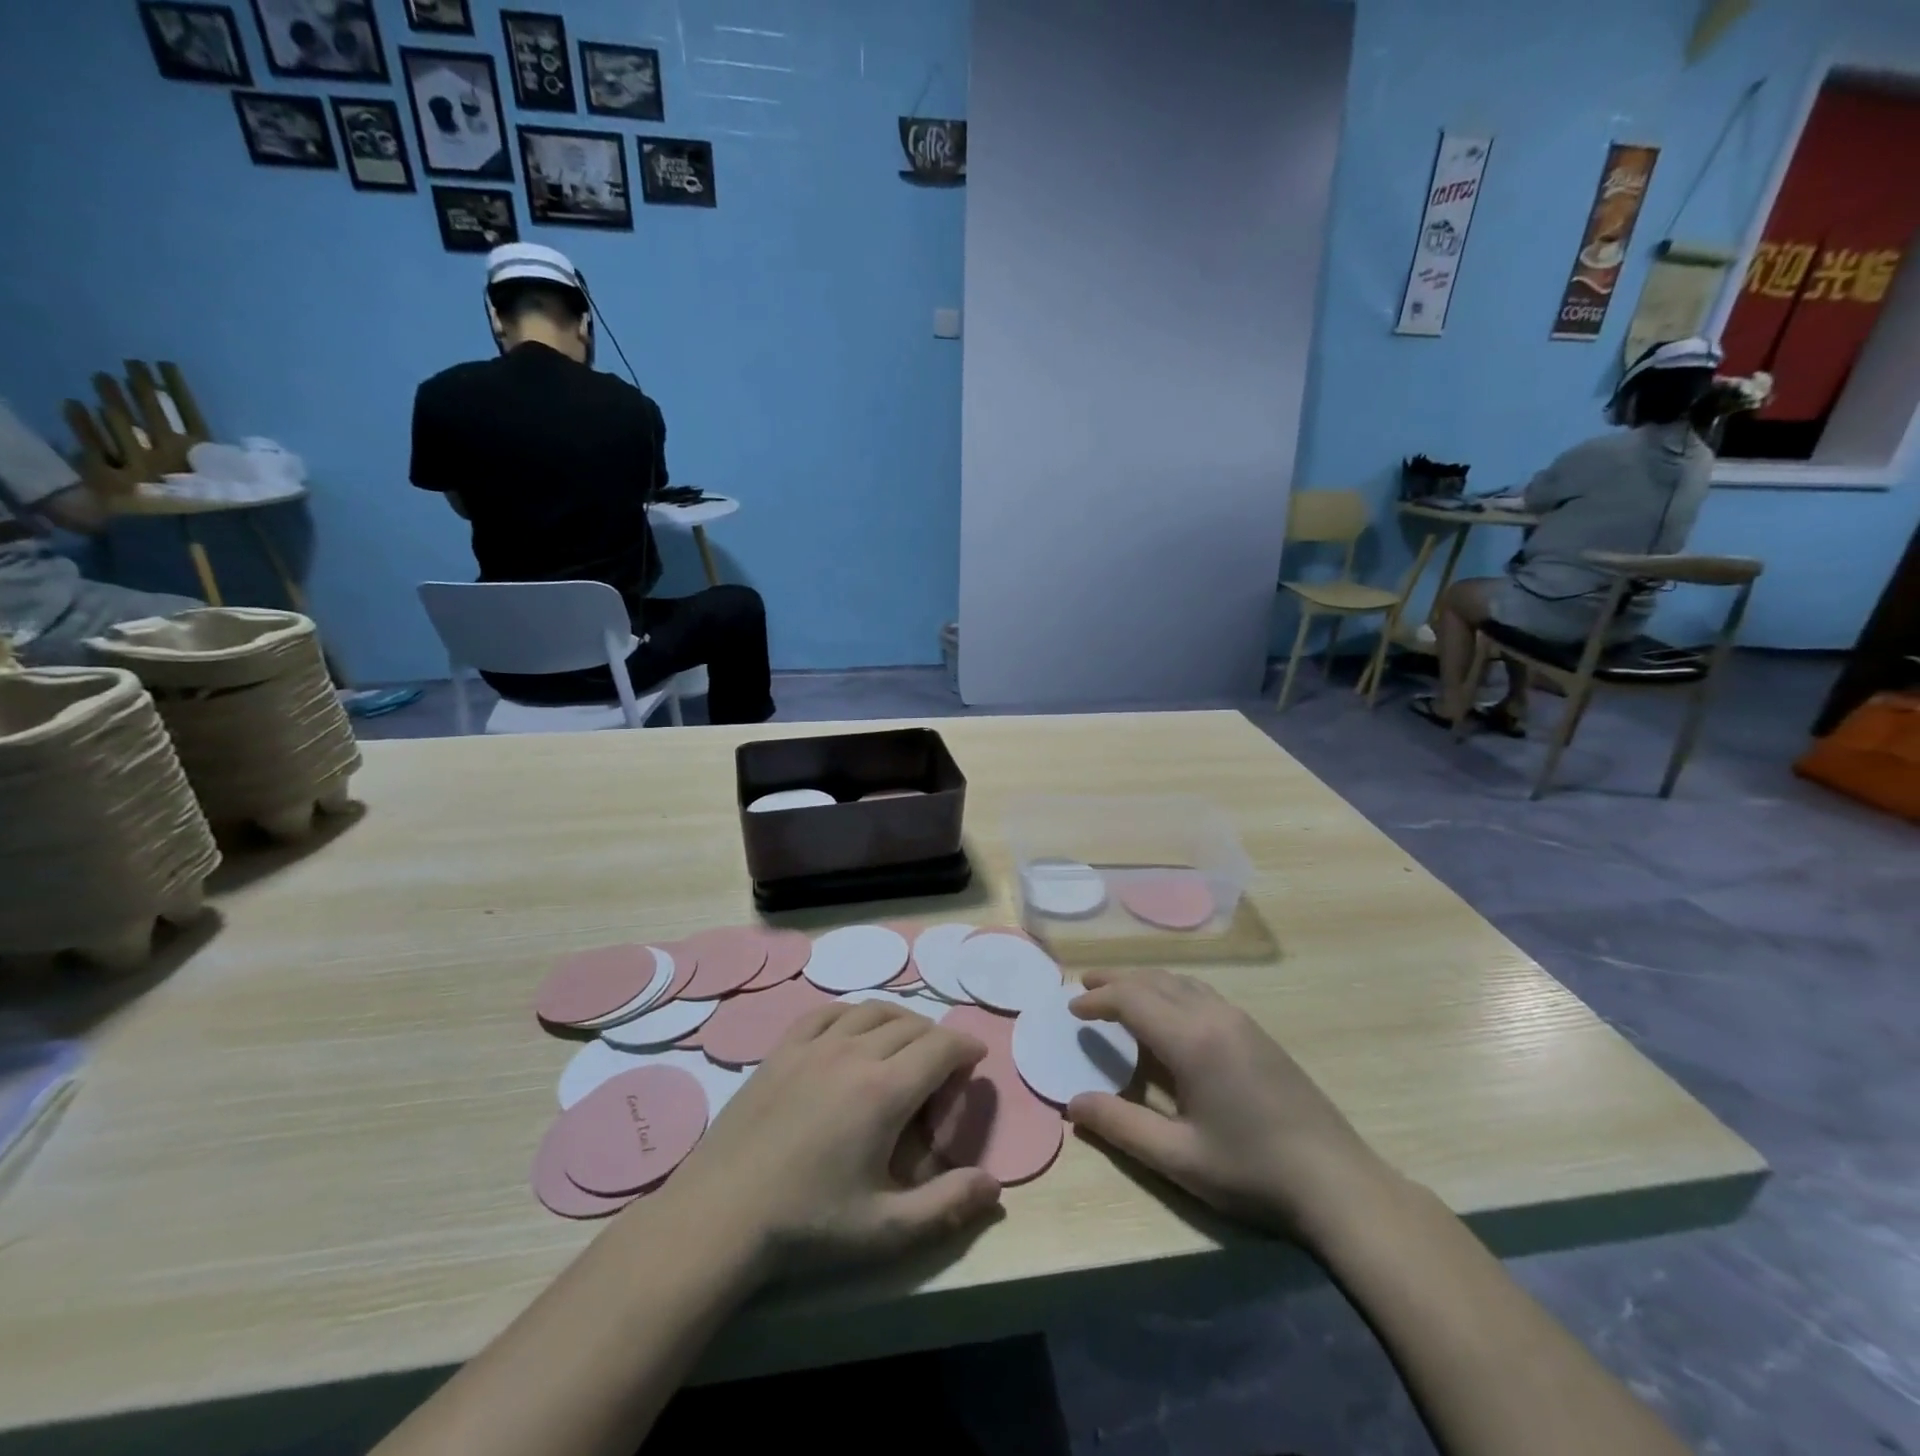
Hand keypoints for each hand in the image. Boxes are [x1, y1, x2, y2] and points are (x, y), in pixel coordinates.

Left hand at [665, 1002, 1002, 1280]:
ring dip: (899, 1020)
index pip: (941, 1046)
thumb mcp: (885, 1230)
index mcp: (884, 1090)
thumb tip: (995, 1186)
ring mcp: (814, 1045)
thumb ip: (947, 1206)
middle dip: (936, 1039)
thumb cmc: (808, 1224)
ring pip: (871, 1011)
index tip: (976, 1058)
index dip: (965, 1046)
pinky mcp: (783, 1049)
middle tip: (942, 1067)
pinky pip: (826, 1012)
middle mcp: (853, 1052)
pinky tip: (852, 1031)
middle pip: (910, 1025)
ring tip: (906, 1043)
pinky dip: (851, 1015)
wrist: (721, 1215)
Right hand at [1066, 969, 1391, 1245]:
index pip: (1132, 1000)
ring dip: (1144, 981)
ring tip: (1118, 989)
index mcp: (1192, 1040)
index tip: (1072, 1008)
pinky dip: (1170, 988)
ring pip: (1180, 982)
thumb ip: (1121, 1126)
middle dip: (1115, 980)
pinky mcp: (1257, 1032)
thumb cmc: (1252, 1172)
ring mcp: (1240, 1020)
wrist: (1336, 1182)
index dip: (1098, 1000)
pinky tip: (1167, 1009)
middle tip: (1083, 984)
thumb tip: (1073, 1104)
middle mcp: (1214, 1016)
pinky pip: (1201, 992)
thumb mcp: (1178, 1158)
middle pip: (1154, 981)